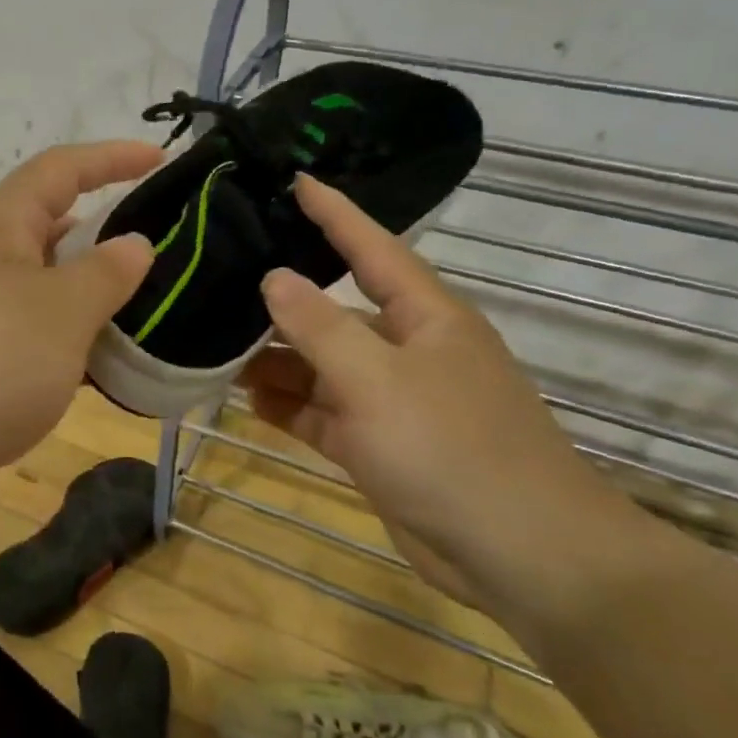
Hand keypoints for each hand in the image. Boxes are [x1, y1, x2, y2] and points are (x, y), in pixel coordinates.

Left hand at [0, 142, 158, 504]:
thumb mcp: (62, 311)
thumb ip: (106, 272)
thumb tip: (133, 243)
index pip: (60, 170)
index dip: (111, 157)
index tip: (161, 158)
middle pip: (50, 226)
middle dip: (104, 233)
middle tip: (159, 251)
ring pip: (43, 285)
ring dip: (89, 294)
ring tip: (143, 310)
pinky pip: (30, 331)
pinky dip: (68, 338)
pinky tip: (100, 364)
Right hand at [241, 175, 617, 608]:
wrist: (521, 556)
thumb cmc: (452, 450)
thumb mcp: (377, 380)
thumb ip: (320, 327)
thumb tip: (274, 278)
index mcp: (426, 317)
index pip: (372, 248)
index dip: (335, 213)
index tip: (295, 181)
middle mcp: (408, 350)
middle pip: (336, 311)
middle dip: (282, 301)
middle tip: (220, 280)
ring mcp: (391, 401)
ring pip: (322, 366)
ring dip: (277, 361)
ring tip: (216, 347)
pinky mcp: (378, 446)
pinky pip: (322, 413)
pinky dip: (289, 406)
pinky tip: (246, 399)